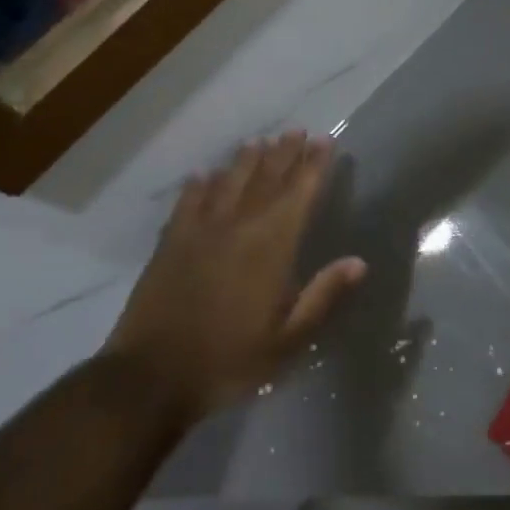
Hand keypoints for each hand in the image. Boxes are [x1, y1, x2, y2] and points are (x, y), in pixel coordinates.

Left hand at [103, 132, 365, 421]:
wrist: (150, 377)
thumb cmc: (230, 360)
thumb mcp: (288, 339)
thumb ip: (323, 296)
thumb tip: (358, 262)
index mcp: (271, 248)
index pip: (298, 195)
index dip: (313, 166)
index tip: (324, 141)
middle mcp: (237, 228)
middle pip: (265, 181)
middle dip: (284, 154)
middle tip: (297, 131)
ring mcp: (199, 233)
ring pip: (228, 184)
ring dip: (246, 161)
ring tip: (260, 142)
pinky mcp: (169, 245)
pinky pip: (188, 203)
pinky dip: (199, 185)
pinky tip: (205, 174)